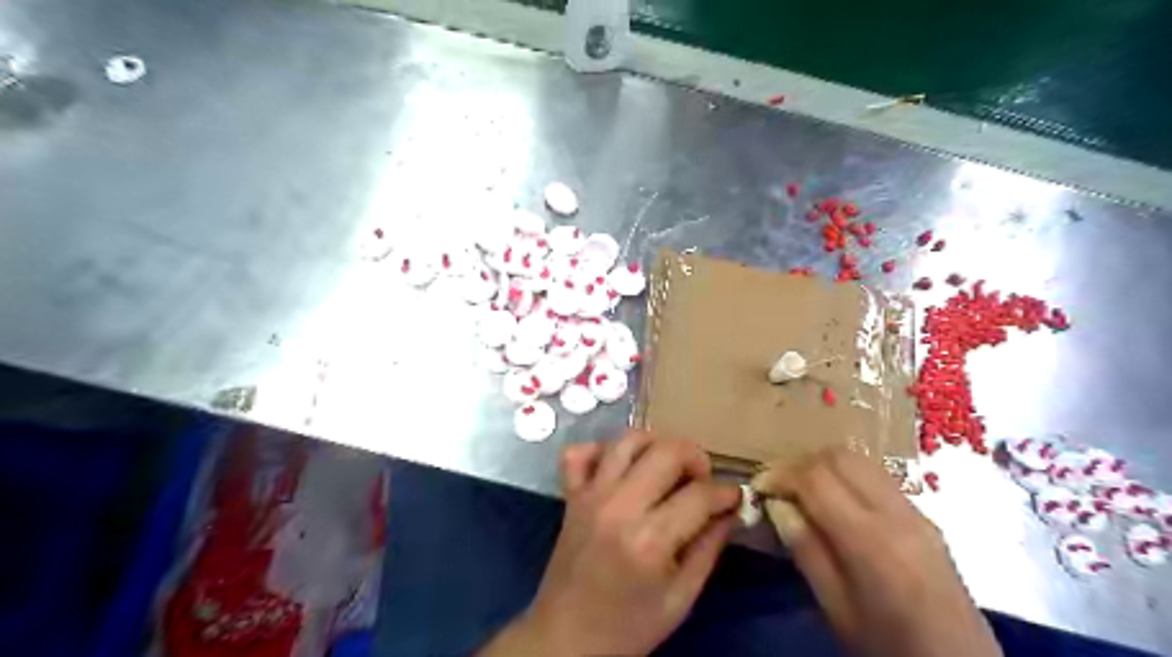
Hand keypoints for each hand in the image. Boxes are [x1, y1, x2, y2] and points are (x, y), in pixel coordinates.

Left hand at [472, 432, 729, 655]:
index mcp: (650, 540)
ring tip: (667, 467)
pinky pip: (579, 452)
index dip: (726, 493)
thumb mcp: (681, 598)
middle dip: (696, 457)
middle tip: (702, 480)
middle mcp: (619, 506)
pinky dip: (601, 450)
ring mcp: (590, 495)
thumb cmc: (629, 627)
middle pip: (666, 451)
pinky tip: (619, 468)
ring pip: (627, 440)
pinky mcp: (570, 495)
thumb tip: (730, 510)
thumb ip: (709, 548)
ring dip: (655, 444)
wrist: (566, 637)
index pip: (699, 494)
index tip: (734, 498)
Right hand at [756, 449, 1002, 655]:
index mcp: (872, 542)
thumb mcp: (836, 608)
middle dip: (800, 463)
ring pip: (859, 460)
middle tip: (778, 487)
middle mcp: (897, 514)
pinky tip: (833, 502)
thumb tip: (777, 505)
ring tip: (801, 492)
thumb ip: (806, 550)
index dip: (780, 474)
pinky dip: (845, 476)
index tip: (759, 488)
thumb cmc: (889, 647)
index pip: (817, 478)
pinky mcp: (924, 516)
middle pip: (839, 456)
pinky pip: (876, 476)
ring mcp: (916, 511)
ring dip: (822, 466)